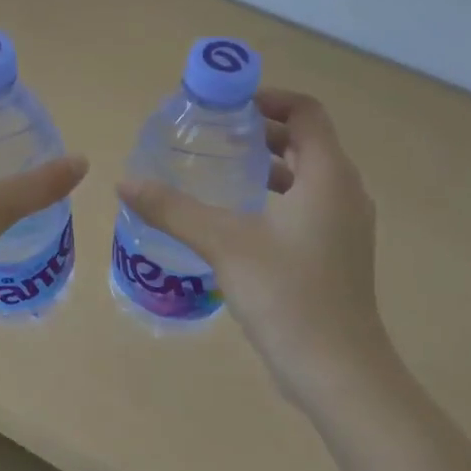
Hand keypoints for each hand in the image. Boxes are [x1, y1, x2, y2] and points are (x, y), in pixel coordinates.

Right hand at [118, 89, 389, 399]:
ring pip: (306, 176)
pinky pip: (306, 205)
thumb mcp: (223, 244)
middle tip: (212, 133)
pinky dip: (275, 196)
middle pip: (305, 141)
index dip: (268, 97)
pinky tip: (236, 217)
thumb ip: (173, 209)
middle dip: (261, 130)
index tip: (226, 104)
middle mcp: (344, 192)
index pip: (306, 112)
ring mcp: (345, 226)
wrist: (338, 372)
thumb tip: (124, 181)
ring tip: (218, 169)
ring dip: (267, 165)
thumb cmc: (288, 295)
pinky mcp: (337, 253)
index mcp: (328, 177)